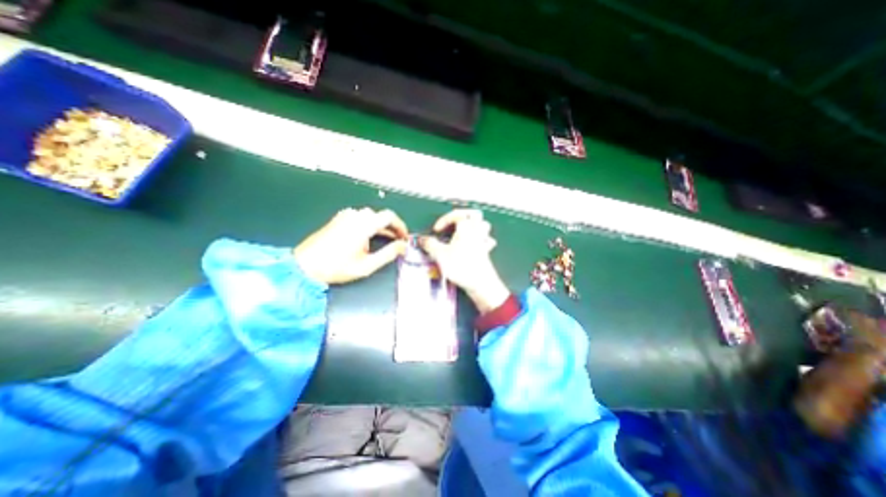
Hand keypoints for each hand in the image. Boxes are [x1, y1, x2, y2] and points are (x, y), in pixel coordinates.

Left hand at [296, 205, 409, 283]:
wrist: (305, 266)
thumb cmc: (336, 267)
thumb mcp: (367, 265)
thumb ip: (388, 254)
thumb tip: (403, 246)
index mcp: (363, 225)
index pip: (389, 216)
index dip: (400, 226)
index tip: (404, 237)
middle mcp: (355, 216)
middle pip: (380, 216)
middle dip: (392, 227)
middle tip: (397, 241)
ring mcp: (345, 216)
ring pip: (370, 216)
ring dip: (380, 226)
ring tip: (385, 240)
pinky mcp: (339, 219)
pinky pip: (360, 217)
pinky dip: (369, 225)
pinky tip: (368, 237)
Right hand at [422, 208, 513, 310]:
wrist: (480, 282)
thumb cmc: (461, 266)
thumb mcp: (440, 254)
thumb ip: (430, 245)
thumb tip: (423, 240)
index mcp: (465, 227)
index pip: (456, 214)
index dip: (444, 219)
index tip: (436, 230)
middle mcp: (476, 232)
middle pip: (474, 215)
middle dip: (463, 216)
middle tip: (453, 222)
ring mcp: (483, 242)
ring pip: (483, 225)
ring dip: (474, 225)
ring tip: (465, 230)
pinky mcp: (486, 252)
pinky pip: (487, 240)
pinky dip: (482, 240)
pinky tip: (476, 244)